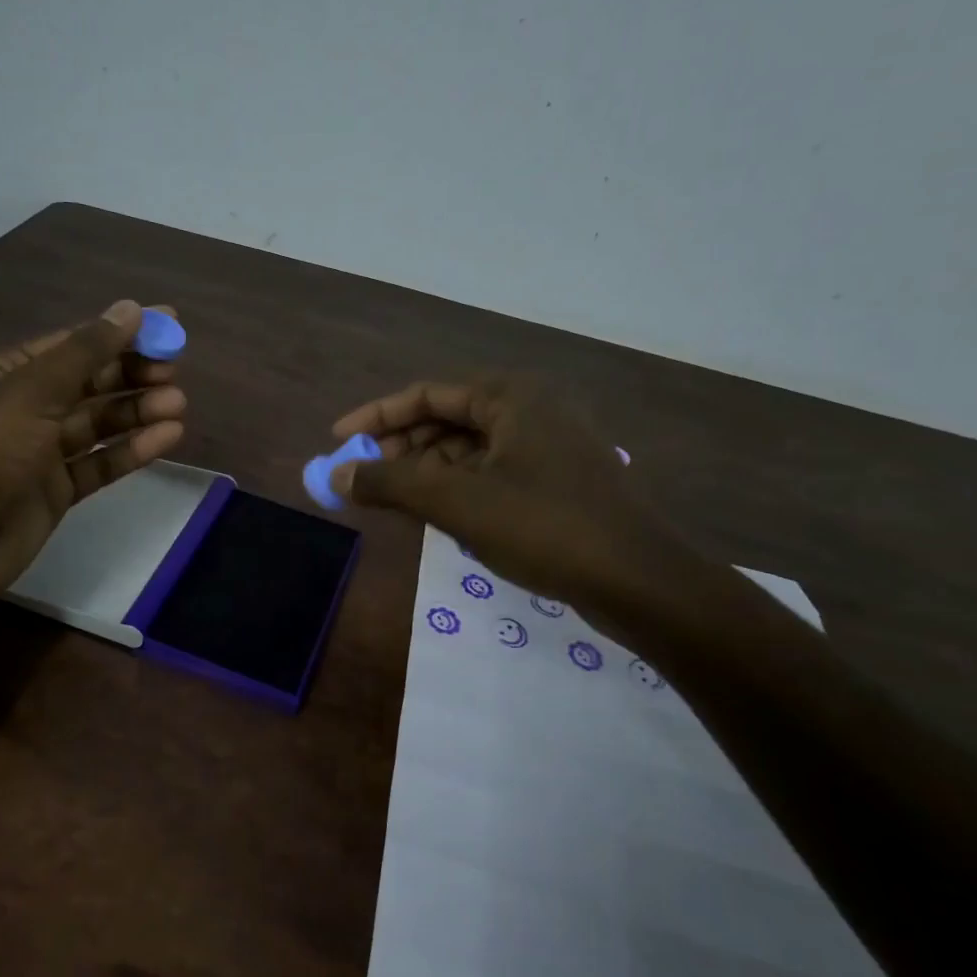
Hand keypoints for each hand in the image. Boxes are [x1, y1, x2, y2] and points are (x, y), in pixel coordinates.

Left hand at [0, 300, 186, 617]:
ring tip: (178, 405)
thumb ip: (84, 353)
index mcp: (6, 373)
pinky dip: (132, 451)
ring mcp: (40, 452)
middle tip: (174, 373)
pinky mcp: (56, 491)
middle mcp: (24, 408)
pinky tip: (167, 438)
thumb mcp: (31, 394)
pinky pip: (100, 463)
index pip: (74, 344)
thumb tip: (130, 308)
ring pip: (99, 424)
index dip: (122, 333)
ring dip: (137, 411)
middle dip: (132, 375)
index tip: (171, 325)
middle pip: (90, 383)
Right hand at [329, 374, 696, 619]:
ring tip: (396, 502)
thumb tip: (334, 475)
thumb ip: (391, 483)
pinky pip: (494, 472)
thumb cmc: (545, 527)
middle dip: (401, 447)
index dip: (376, 416)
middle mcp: (532, 409)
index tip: (338, 440)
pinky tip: (441, 516)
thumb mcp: (457, 503)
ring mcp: (551, 446)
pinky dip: (460, 488)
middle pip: (448, 419)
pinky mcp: (560, 480)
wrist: (642, 582)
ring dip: (428, 471)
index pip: (426, 394)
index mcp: (511, 396)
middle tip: (364, 478)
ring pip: (470, 449)